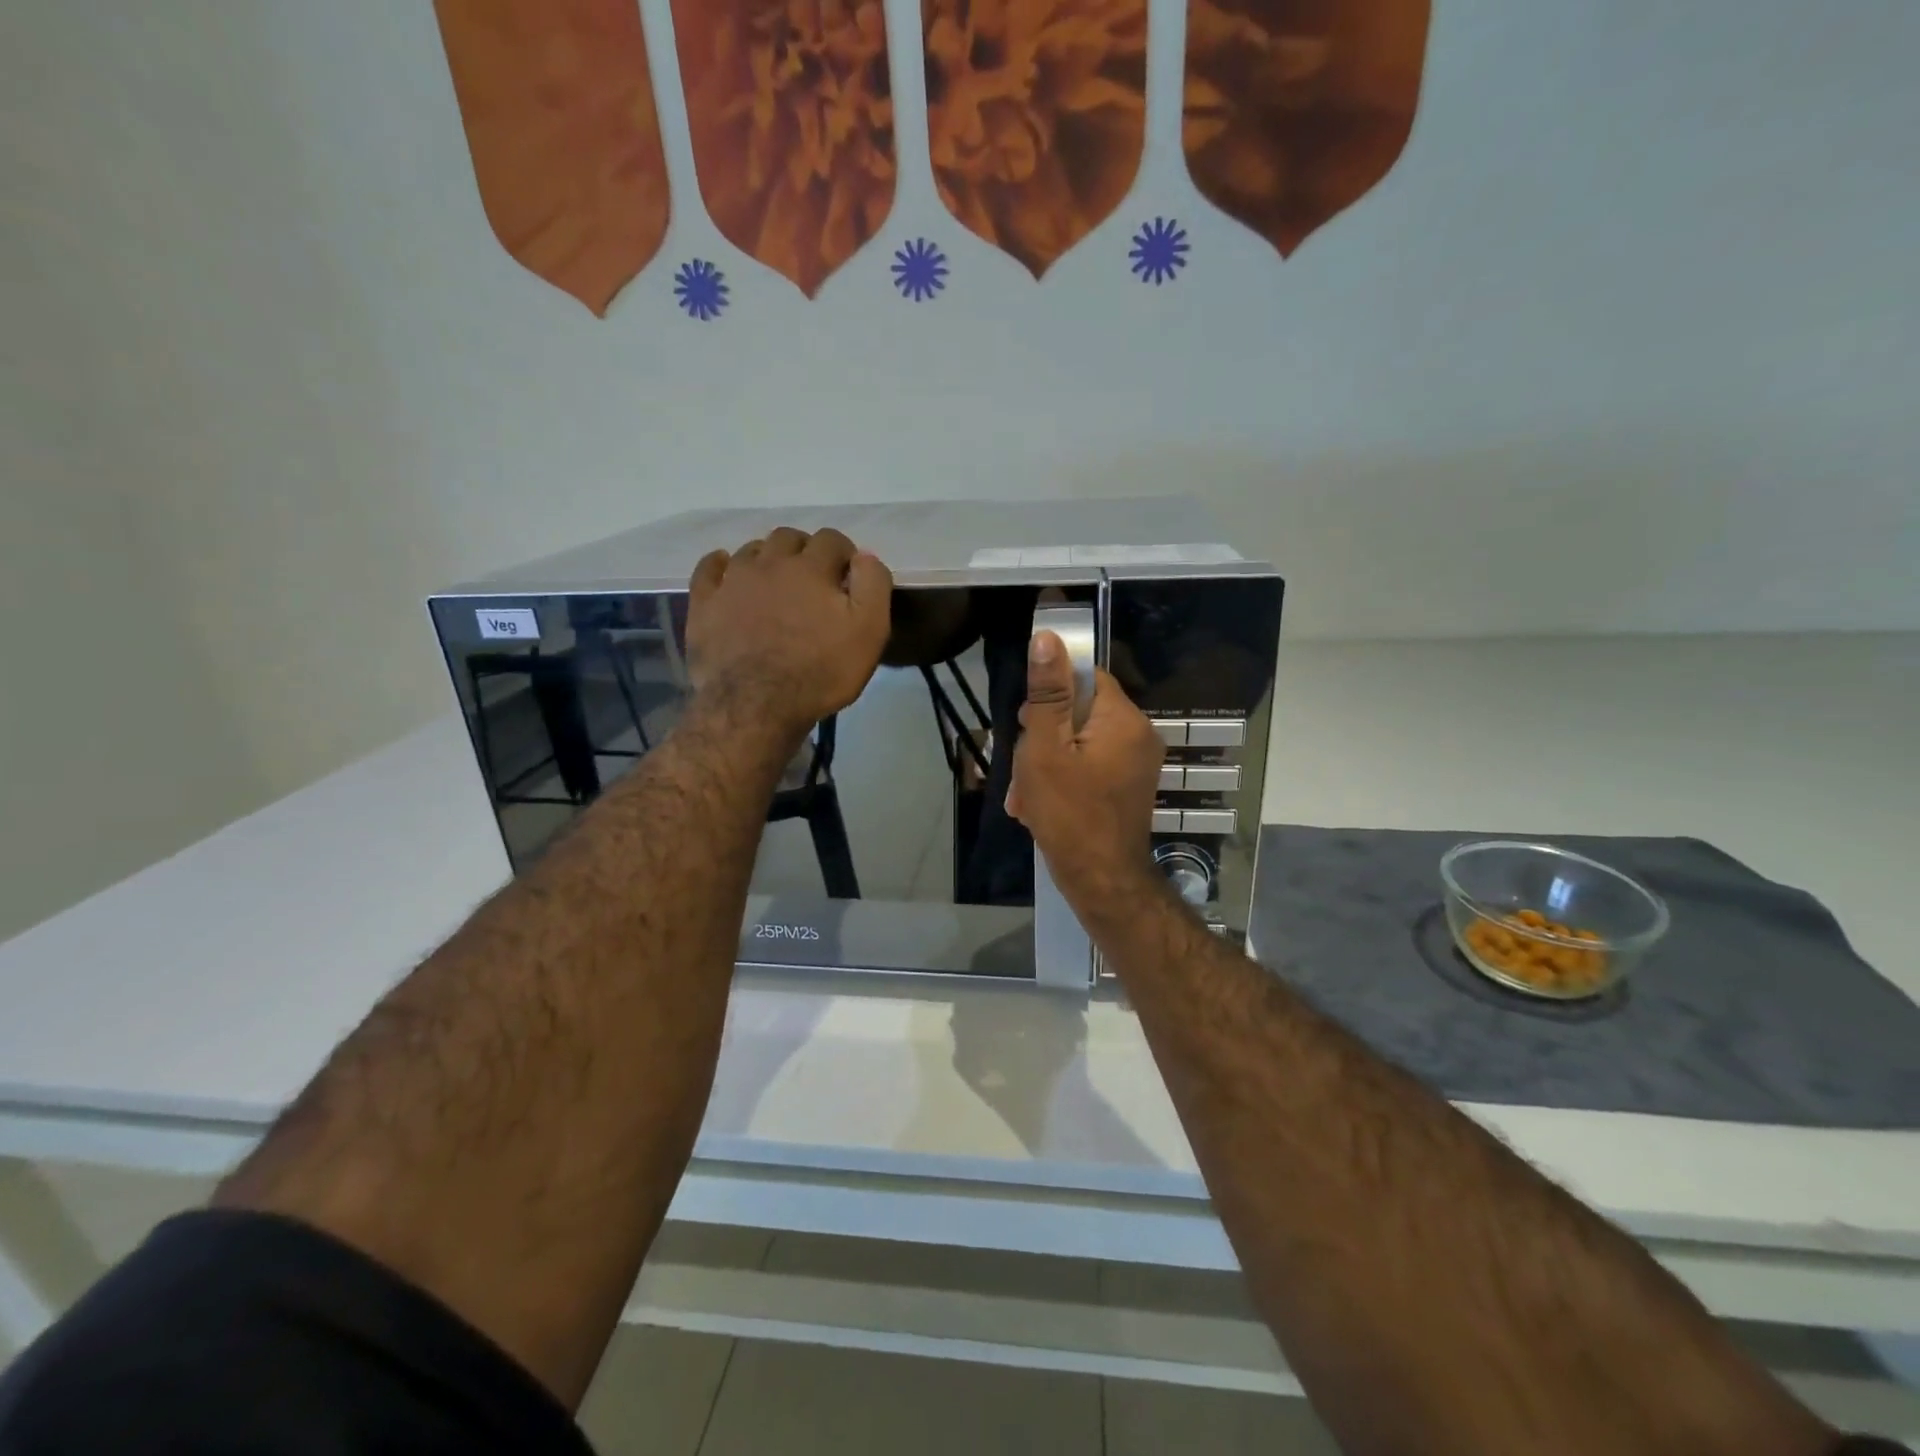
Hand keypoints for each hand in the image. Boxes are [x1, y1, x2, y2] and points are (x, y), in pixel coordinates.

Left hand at [687, 527, 892, 733]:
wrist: (756, 705)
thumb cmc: (820, 671)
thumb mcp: (868, 631)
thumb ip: (872, 585)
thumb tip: (864, 556)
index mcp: (811, 568)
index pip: (832, 540)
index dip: (844, 553)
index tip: (849, 576)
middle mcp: (769, 563)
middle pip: (789, 538)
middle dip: (805, 550)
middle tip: (814, 578)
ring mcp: (732, 581)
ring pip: (751, 551)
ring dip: (768, 557)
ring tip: (776, 581)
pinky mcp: (704, 604)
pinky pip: (709, 569)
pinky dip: (720, 564)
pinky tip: (726, 570)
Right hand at [1007, 631, 1164, 905]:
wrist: (1101, 880)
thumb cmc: (1069, 812)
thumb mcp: (1046, 748)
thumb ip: (1047, 694)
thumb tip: (1048, 638)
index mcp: (1123, 718)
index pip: (1086, 676)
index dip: (1050, 694)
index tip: (1025, 722)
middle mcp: (1139, 734)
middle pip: (1081, 711)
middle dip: (1043, 735)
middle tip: (1022, 766)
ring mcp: (1137, 763)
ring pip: (1081, 741)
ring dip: (1048, 761)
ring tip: (1026, 794)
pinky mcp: (1129, 786)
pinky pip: (1091, 765)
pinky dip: (1064, 778)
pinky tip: (1040, 804)